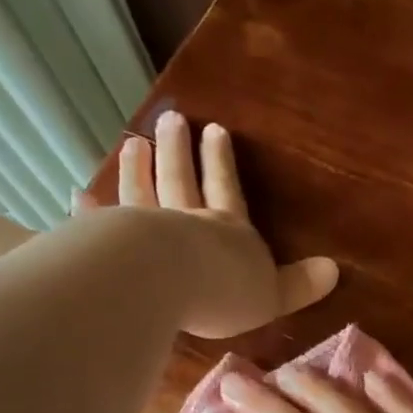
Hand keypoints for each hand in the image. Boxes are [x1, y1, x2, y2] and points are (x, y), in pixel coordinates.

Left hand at [112, 112, 337, 338]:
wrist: (168, 283)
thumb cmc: (225, 290)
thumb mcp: (273, 294)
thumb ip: (298, 284)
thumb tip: (335, 269)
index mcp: (228, 230)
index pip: (227, 189)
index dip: (222, 162)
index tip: (215, 130)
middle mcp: (186, 221)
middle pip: (181, 179)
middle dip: (179, 151)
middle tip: (171, 118)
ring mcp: (145, 229)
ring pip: (142, 193)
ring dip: (138, 168)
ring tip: (133, 143)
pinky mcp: (110, 244)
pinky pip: (100, 223)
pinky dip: (90, 209)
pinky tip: (78, 195)